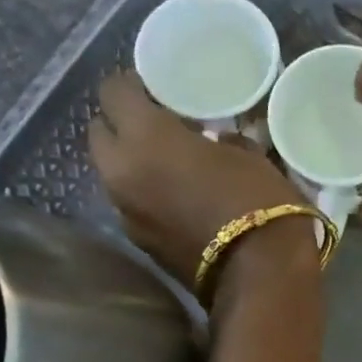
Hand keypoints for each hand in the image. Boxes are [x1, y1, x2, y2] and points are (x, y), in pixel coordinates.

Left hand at [89, 71, 312, 289]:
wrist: (261, 276)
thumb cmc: (260, 203)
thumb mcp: (249, 155)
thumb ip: (218, 139)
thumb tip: (212, 142)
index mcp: (145, 137)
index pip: (114, 91)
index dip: (133, 86)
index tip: (157, 91)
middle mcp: (121, 171)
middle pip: (100, 133)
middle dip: (123, 126)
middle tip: (158, 129)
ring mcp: (126, 212)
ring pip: (114, 174)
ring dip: (133, 166)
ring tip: (170, 168)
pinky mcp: (140, 244)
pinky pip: (132, 206)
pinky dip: (146, 198)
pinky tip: (177, 201)